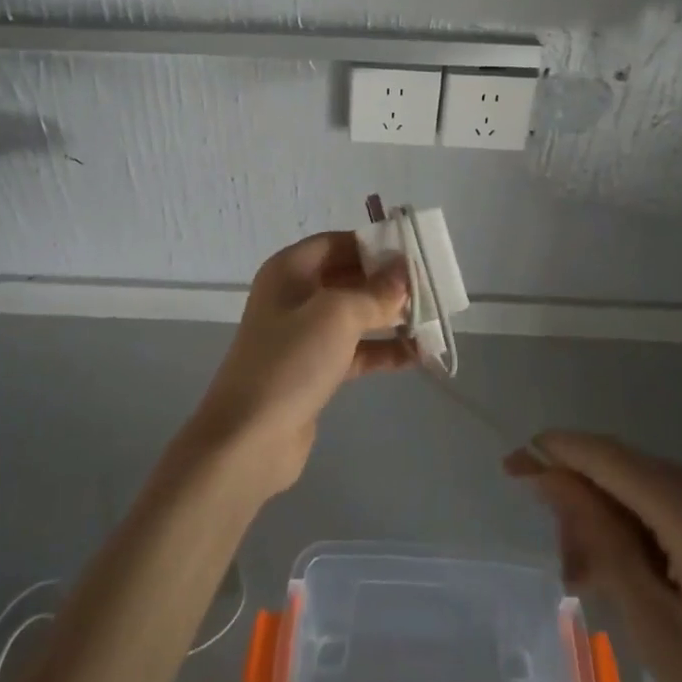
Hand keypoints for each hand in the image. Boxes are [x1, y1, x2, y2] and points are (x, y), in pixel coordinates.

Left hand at [186, 232, 412, 493]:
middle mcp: (295, 296)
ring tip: (433, 320)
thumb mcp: (337, 315)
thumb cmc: (290, 361)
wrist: (249, 439)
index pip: (339, 242)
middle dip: (388, 283)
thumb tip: (404, 274)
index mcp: (291, 270)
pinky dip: (383, 351)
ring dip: (391, 317)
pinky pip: (356, 351)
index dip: (375, 244)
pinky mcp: (315, 370)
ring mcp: (304, 335)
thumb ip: (375, 292)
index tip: (415, 252)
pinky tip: (418, 355)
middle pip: (349, 277)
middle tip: (432, 287)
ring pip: (356, 315)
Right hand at [508, 433, 681, 681]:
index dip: (557, 453)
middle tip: (567, 569)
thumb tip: (548, 475)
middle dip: (586, 505)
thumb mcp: (652, 622)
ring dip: (616, 523)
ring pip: (655, 491)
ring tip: (597, 582)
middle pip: (631, 473)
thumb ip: (598, 536)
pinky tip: (640, 574)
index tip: (512, 464)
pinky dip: (650, 531)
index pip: (610, 458)